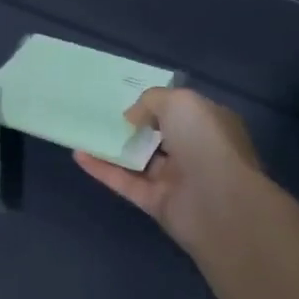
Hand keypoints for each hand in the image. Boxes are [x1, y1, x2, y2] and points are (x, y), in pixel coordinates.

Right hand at [75, 87, 261, 254]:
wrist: (219, 203)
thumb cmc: (205, 142)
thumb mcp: (179, 102)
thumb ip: (151, 101)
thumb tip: (133, 117)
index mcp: (209, 125)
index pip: (182, 110)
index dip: (157, 103)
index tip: (128, 95)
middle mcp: (196, 152)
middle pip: (159, 135)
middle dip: (134, 125)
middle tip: (102, 111)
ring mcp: (176, 180)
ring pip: (139, 160)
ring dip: (113, 147)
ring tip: (84, 129)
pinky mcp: (156, 203)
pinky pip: (125, 182)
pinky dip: (102, 169)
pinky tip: (78, 154)